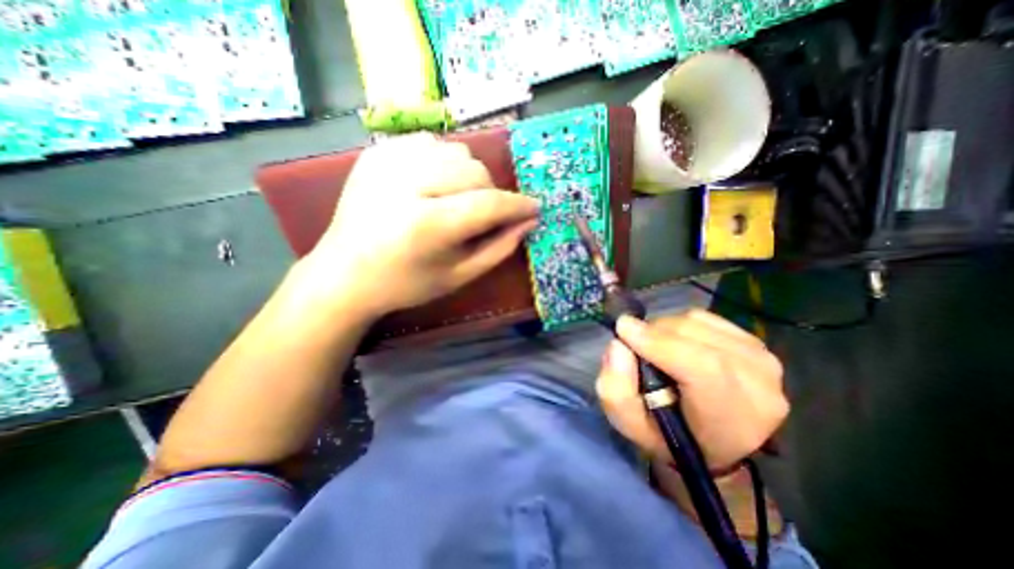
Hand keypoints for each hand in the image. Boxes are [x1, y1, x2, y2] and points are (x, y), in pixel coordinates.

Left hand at [300, 132, 536, 319]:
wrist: (345, 273)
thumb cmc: (406, 283)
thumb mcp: (459, 276)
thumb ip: (498, 249)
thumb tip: (527, 223)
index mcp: (428, 224)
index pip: (488, 204)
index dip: (517, 205)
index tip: (535, 208)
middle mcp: (408, 184)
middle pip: (475, 172)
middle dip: (491, 194)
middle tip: (485, 215)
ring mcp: (388, 161)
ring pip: (457, 152)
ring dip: (469, 177)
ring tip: (458, 199)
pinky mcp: (377, 151)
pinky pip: (431, 143)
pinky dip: (444, 162)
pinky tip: (435, 184)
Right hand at [595, 309, 791, 468]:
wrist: (708, 439)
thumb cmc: (666, 435)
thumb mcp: (628, 423)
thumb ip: (616, 390)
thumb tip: (619, 346)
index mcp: (731, 419)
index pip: (703, 368)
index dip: (660, 344)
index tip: (623, 330)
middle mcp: (759, 386)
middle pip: (694, 336)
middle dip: (653, 333)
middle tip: (633, 344)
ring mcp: (762, 360)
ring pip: (696, 321)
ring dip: (664, 328)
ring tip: (654, 347)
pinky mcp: (754, 342)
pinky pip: (705, 317)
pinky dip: (679, 323)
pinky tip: (675, 342)